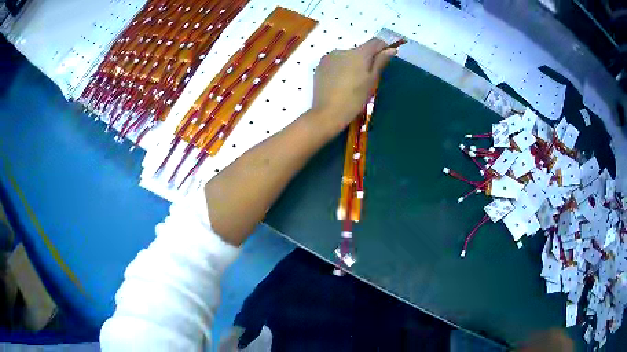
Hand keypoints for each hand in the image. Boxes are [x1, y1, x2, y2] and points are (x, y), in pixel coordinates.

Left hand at [311, 38, 396, 135]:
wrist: (328, 112)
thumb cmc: (355, 98)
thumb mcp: (372, 81)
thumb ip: (380, 62)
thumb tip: (391, 49)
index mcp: (358, 53)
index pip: (375, 41)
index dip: (382, 48)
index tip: (384, 59)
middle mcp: (342, 50)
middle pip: (360, 49)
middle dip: (366, 59)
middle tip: (367, 78)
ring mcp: (329, 57)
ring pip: (347, 56)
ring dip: (352, 63)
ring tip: (352, 82)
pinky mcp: (320, 65)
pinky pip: (335, 62)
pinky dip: (341, 67)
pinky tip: (340, 82)